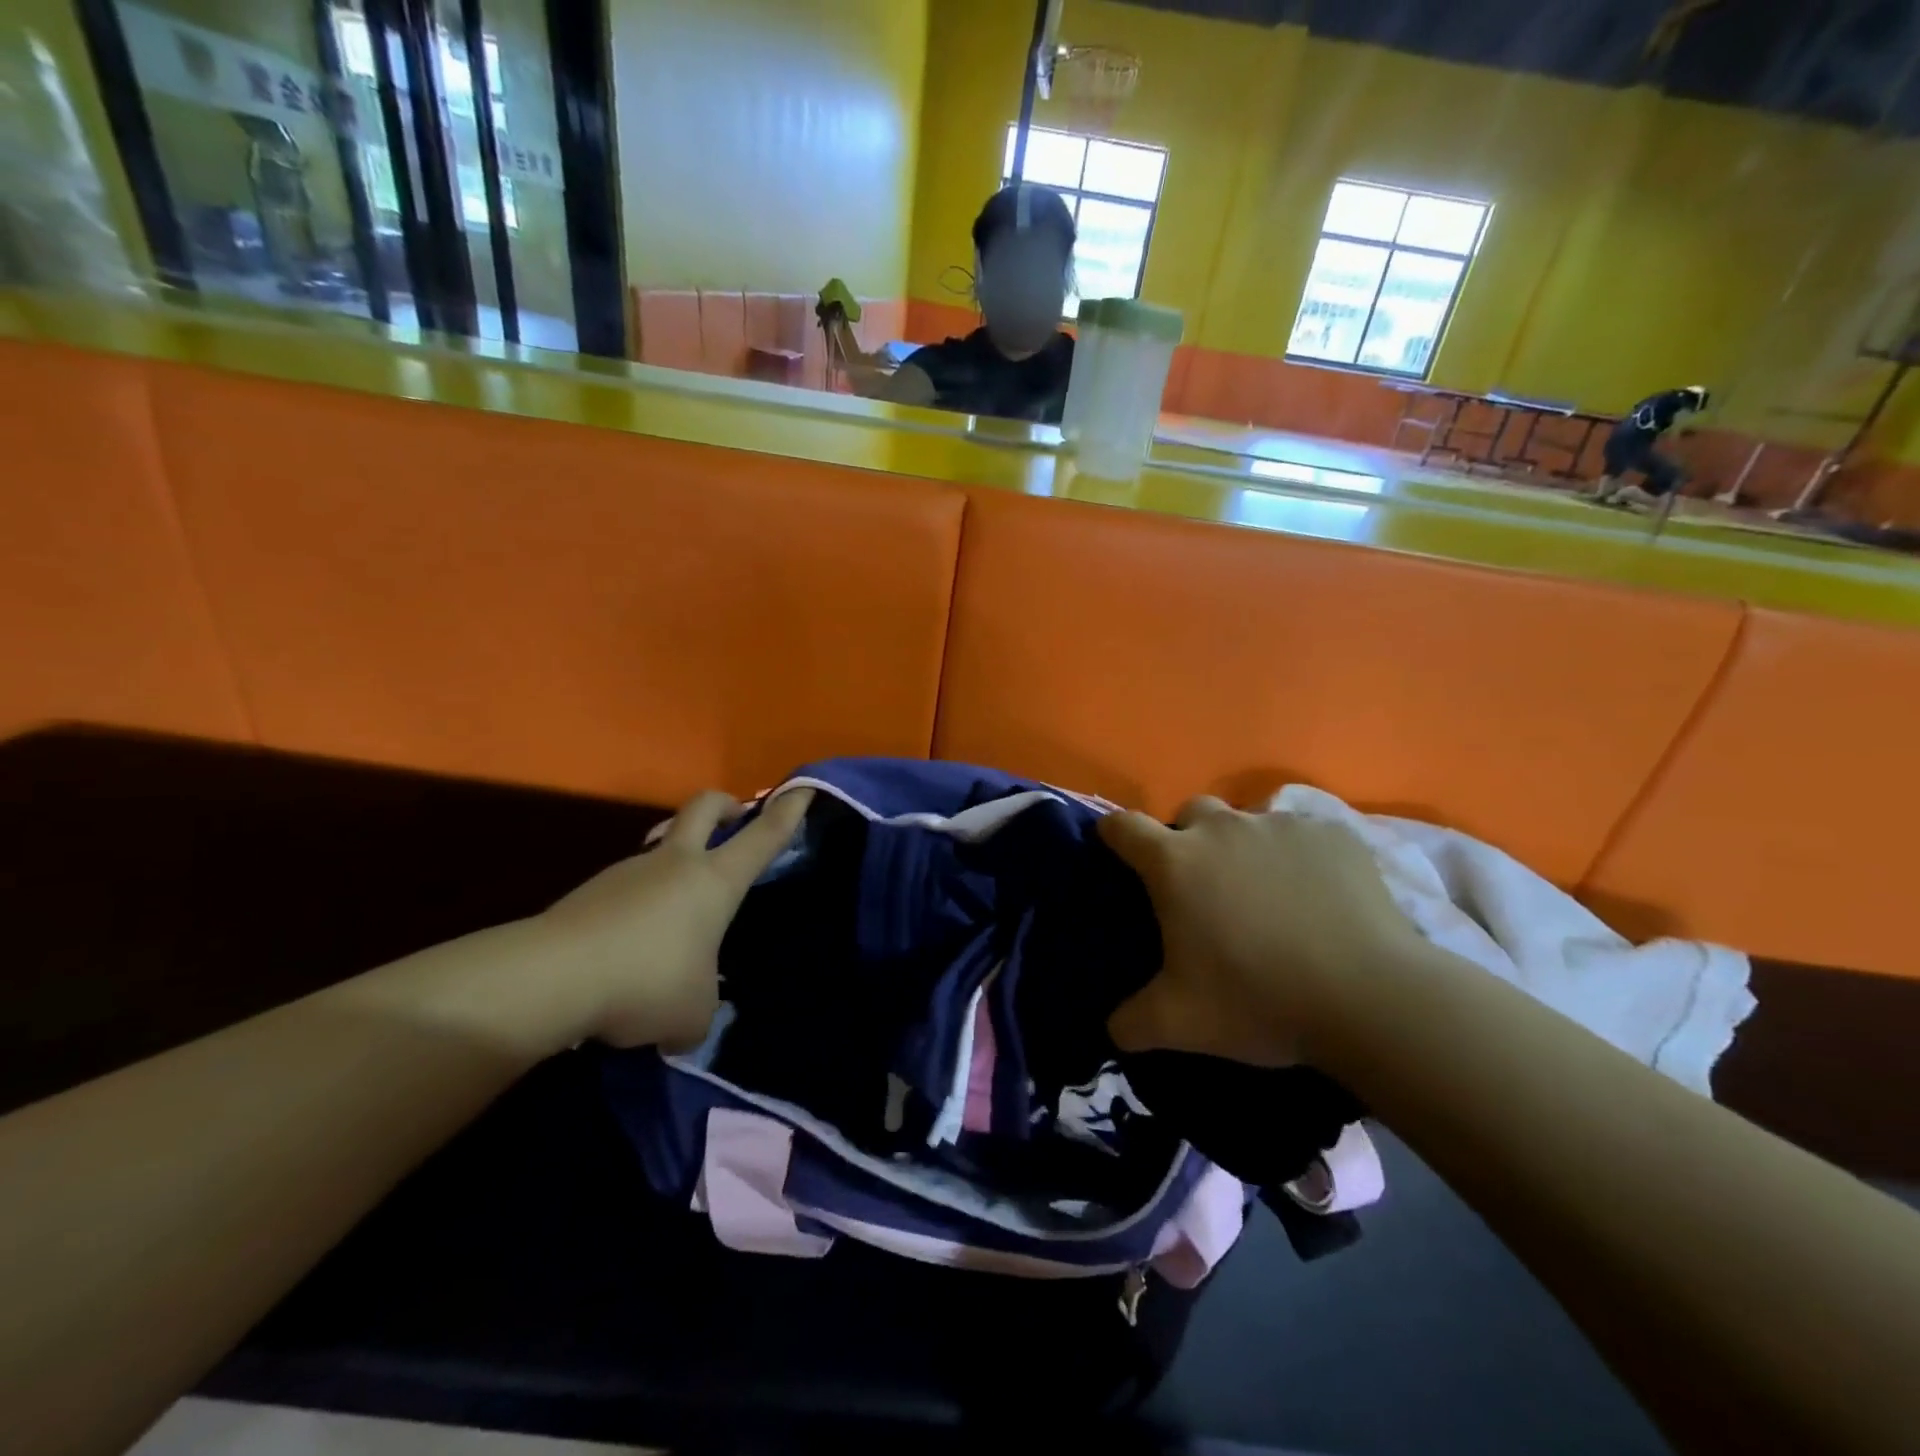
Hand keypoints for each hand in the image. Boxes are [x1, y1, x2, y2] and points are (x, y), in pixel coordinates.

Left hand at [539, 788, 812, 1050]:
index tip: (803, 789)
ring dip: (674, 863)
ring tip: (674, 918)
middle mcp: (675, 863)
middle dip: (726, 804)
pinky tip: (630, 949)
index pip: (762, 837)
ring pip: (660, 847)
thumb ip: (701, 1010)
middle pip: (704, 806)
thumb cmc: (647, 983)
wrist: (552, 977)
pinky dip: (639, 905)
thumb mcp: (693, 1014)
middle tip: (736, 818)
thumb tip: (686, 1021)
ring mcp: (628, 871)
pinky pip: (628, 887)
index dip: (787, 812)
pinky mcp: (590, 891)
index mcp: (715, 881)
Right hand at [1098, 796, 1423, 1066]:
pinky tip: (1317, 897)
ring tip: (1266, 895)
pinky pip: (1302, 835)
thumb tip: (1111, 1028)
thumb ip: (1131, 1023)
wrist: (1371, 999)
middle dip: (1187, 837)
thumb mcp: (1180, 1024)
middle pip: (1190, 812)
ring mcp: (1281, 826)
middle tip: (1203, 886)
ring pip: (1248, 821)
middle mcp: (1223, 829)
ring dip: (1244, 847)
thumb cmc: (1259, 1000)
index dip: (1114, 834)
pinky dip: (1299, 857)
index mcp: (1176, 862)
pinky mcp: (1333, 835)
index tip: (1116, 849)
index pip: (1124, 827)